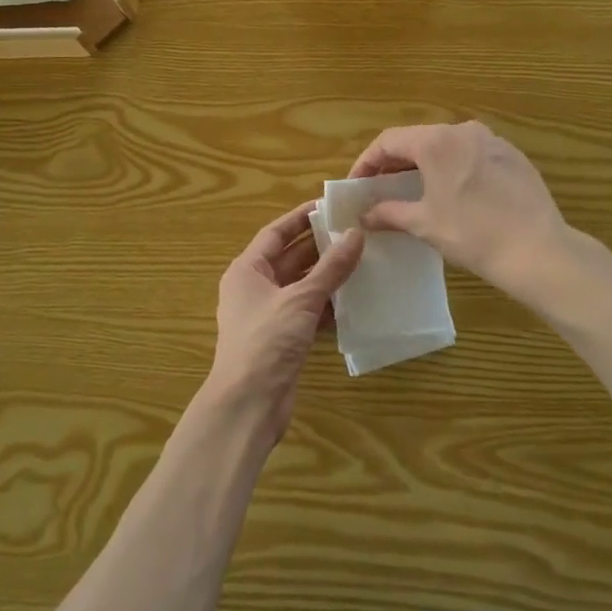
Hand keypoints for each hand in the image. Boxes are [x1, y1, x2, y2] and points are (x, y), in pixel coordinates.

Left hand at [201, 201, 364, 445]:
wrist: (249, 404)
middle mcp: (255, 288)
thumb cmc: (266, 341)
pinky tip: (356, 299)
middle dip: (321, 246)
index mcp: (247, 270)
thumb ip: (330, 268)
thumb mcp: (300, 299)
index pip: (275, 233)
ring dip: (328, 276)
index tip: (331, 206)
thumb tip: (356, 234)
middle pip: (290, 258)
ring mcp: (269, 315)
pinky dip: (328, 305)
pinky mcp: (284, 339)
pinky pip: (308, 312)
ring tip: (364, 260)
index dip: (301, 218)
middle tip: (356, 231)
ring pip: (302, 286)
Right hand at [350, 122, 569, 305]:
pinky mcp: (513, 156)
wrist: (537, 249)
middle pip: (418, 139)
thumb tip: (365, 214)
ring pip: (447, 145)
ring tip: (415, 191)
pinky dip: (454, 168)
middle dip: (396, 163)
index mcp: (436, 141)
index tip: (357, 185)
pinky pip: (472, 155)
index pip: (388, 141)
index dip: (367, 162)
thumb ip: (389, 212)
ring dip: (425, 165)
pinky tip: (455, 194)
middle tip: (381, 189)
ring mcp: (493, 140)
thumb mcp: (424, 224)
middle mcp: (464, 130)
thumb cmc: (472, 233)